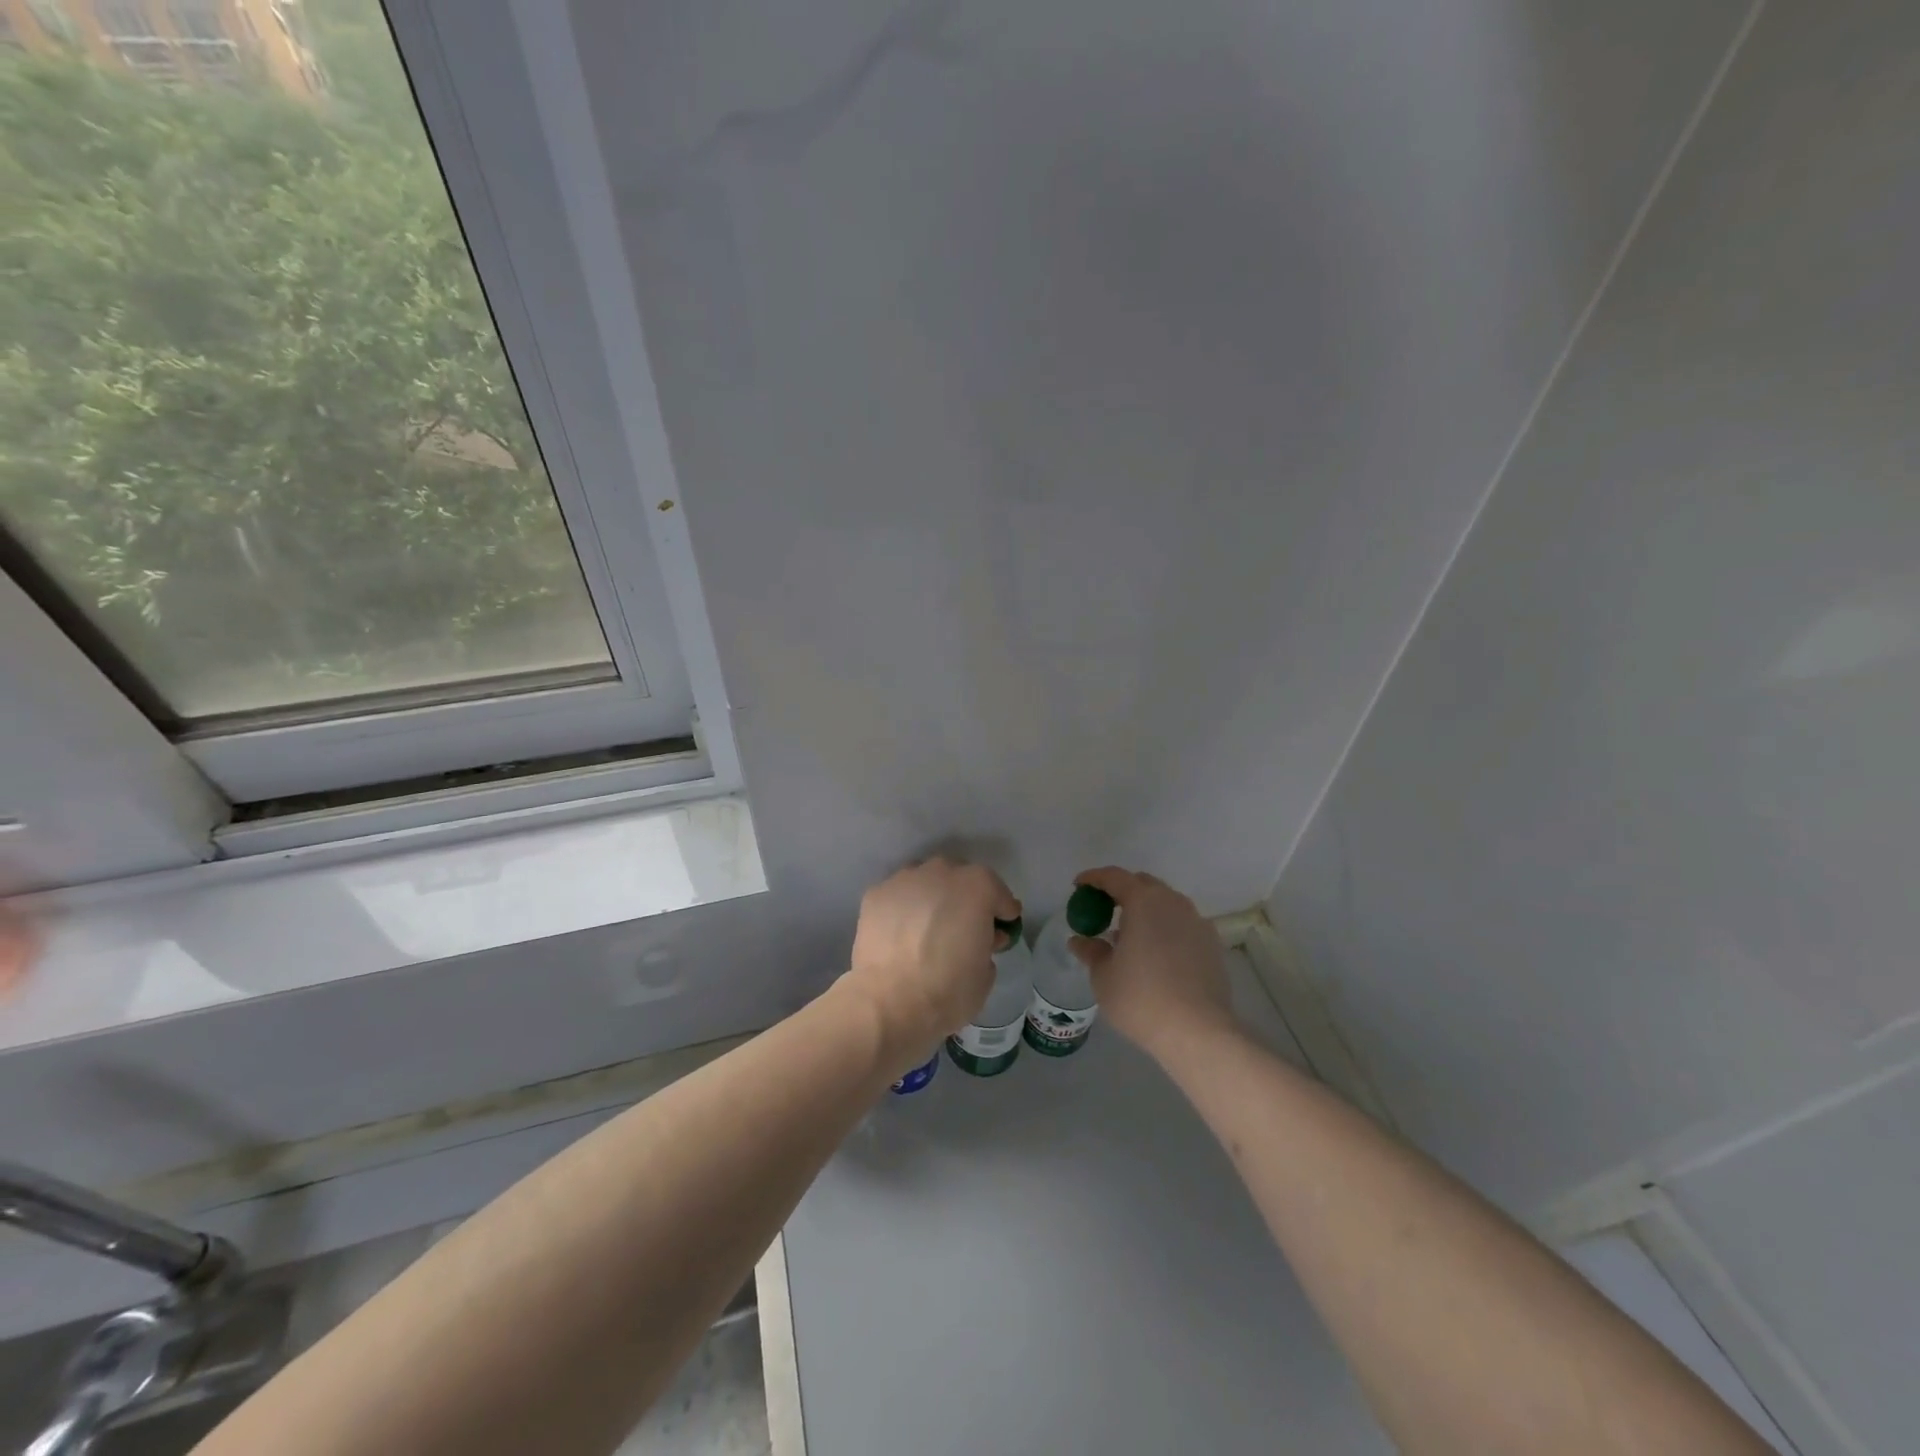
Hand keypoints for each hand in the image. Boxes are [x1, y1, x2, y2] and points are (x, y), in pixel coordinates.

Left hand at [841, 858, 1019, 1071]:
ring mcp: (905, 879)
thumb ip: (988, 944)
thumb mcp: (986, 972)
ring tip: (927, 926)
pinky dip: (904, 908)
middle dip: (965, 898)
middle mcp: (941, 872)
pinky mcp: (876, 893)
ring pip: (926, 881)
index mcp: (977, 886)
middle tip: (963, 926)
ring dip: (932, 897)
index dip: (1002, 912)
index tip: (1002, 926)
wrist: (890, 1003)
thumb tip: (981, 938)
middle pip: (960, 879)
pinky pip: (899, 895)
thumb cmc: (949, 990)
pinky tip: (901, 932)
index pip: (997, 893)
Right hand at [1070, 867, 1236, 1061]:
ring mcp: (1197, 922)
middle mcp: (1173, 902)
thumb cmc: (1141, 999)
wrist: (1198, 1032)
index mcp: (1144, 901)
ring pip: (1166, 904)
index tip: (1078, 886)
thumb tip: (1080, 941)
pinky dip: (1164, 929)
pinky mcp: (1212, 944)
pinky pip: (1182, 925)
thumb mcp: (1104, 976)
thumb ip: (1091, 952)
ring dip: (1145, 911)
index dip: (1093, 879)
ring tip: (1129, 936)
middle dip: (1121, 892)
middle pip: (1143, 885)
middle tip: (1103, 911)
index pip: (1114, 877)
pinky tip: (1155, 955)